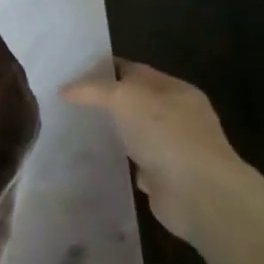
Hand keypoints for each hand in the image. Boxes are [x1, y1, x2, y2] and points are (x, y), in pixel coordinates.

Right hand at [61, 59, 248, 242]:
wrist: (198, 194)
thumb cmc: (166, 135)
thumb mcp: (123, 98)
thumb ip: (92, 90)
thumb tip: (65, 90)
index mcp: (175, 90)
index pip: (134, 70)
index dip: (102, 69)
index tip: (70, 73)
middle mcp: (178, 116)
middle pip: (133, 101)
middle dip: (102, 100)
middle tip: (65, 100)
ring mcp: (172, 147)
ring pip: (132, 131)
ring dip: (109, 130)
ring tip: (73, 126)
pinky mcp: (164, 175)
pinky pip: (133, 161)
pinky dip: (116, 159)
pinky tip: (92, 156)